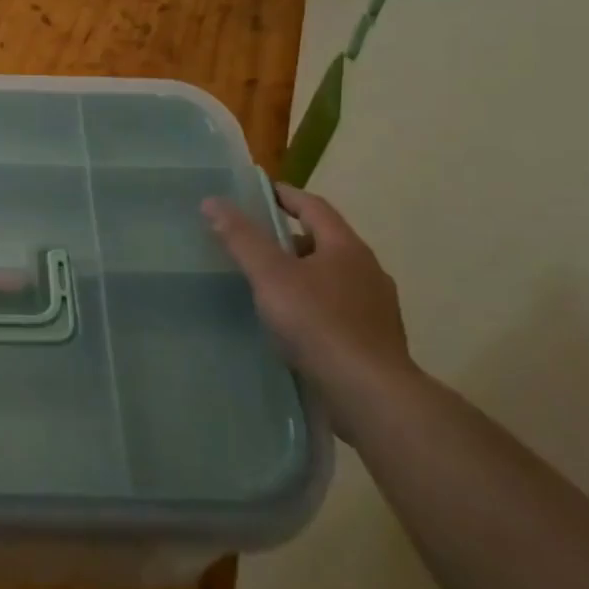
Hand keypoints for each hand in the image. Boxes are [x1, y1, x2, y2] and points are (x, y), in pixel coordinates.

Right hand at [203, 183, 414, 438]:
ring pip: (333, 278)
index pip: (314, 207)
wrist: (371, 396)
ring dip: (303, 275)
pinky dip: (313, 306)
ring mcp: (376, 308)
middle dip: (290, 238)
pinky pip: (338, 310)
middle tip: (254, 243)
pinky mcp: (374, 341)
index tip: (258, 192)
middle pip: (325, 242)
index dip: (285, 195)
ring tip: (268, 286)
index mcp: (347, 248)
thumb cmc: (318, 324)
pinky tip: (293, 324)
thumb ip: (242, 238)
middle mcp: (368, 271)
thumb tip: (213, 201)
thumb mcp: (270, 275)